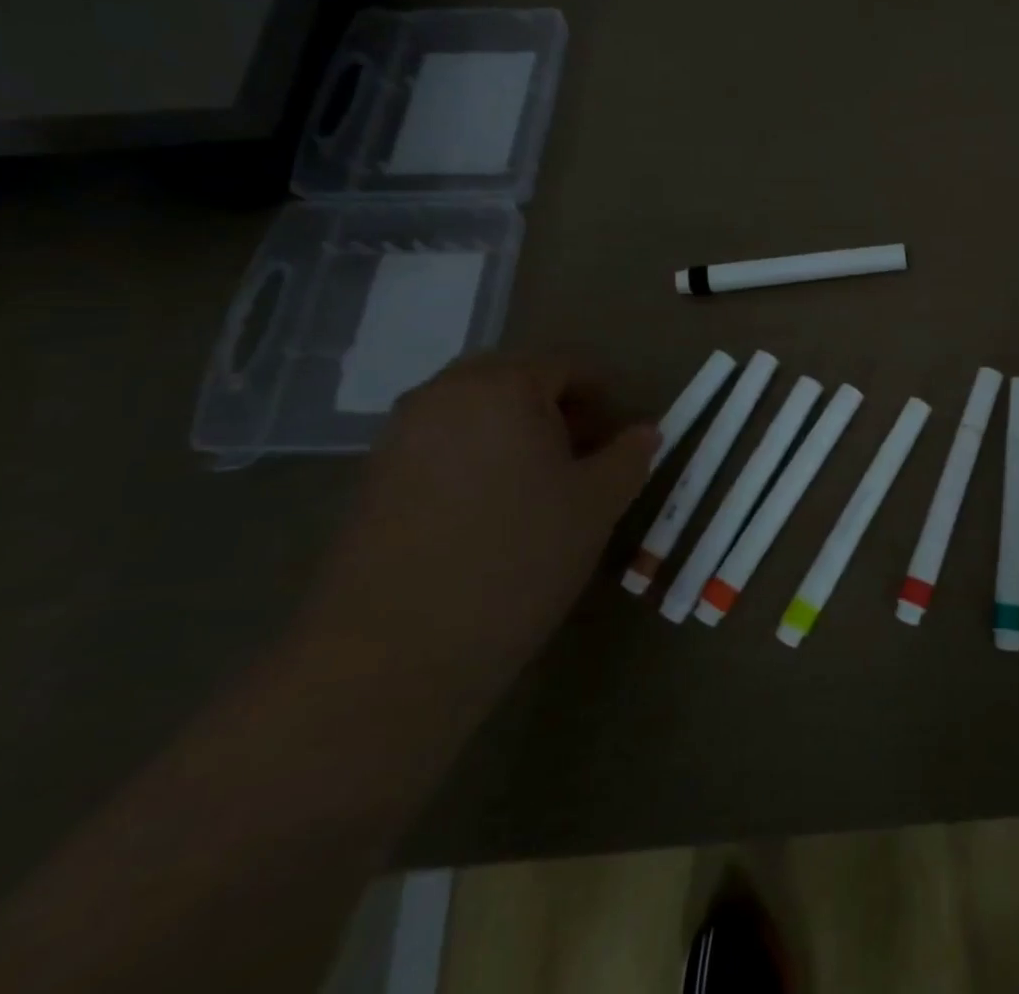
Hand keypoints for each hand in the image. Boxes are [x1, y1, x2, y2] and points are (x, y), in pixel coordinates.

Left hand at [300, 355, 657, 699]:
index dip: (602, 396)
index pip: (566, 365)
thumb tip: (646, 432)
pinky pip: (440, 443)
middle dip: (556, 408)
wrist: (394, 653)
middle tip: (583, 456)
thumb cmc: (518, 558)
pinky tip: (490, 509)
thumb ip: (629, 457)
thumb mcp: (597, 505)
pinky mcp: (372, 478)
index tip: (619, 438)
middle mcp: (444, 394)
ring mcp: (400, 435)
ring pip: (473, 411)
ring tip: (539, 485)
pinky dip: (475, 456)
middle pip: (514, 379)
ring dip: (513, 431)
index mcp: (503, 385)